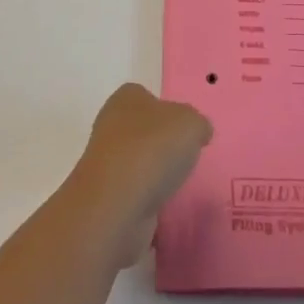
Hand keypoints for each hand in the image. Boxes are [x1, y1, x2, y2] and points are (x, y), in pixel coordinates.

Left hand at [63, 84, 212, 268]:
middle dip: (162, 144)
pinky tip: (163, 206)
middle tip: (187, 157)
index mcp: (126, 98)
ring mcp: (105, 163)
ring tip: (178, 184)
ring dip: (155, 174)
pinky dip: (148, 200)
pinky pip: (134, 193)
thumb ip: (198, 124)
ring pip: (137, 163)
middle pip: (142, 130)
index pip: (147, 96)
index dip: (168, 111)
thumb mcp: (191, 124)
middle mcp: (111, 125)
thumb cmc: (153, 149)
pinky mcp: (106, 197)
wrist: (116, 205)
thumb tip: (198, 132)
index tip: (186, 130)